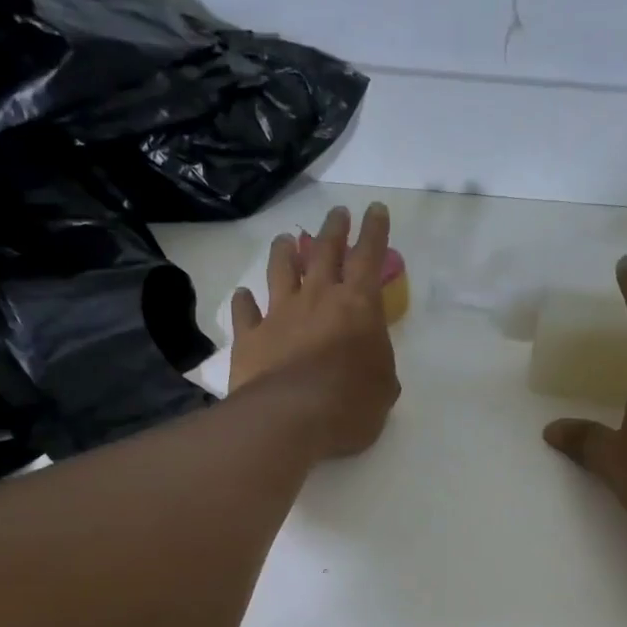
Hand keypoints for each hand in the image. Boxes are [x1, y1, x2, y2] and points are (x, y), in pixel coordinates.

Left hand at [229, 202, 400, 459]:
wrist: (292, 417)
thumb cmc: (351, 403)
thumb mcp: (384, 387)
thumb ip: (377, 365)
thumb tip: (368, 362)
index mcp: (358, 305)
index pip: (370, 256)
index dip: (374, 230)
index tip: (375, 209)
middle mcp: (318, 298)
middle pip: (325, 251)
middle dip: (334, 229)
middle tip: (337, 214)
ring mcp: (280, 314)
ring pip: (281, 270)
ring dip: (285, 252)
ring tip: (286, 239)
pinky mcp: (251, 336)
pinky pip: (245, 311)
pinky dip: (244, 301)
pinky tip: (242, 296)